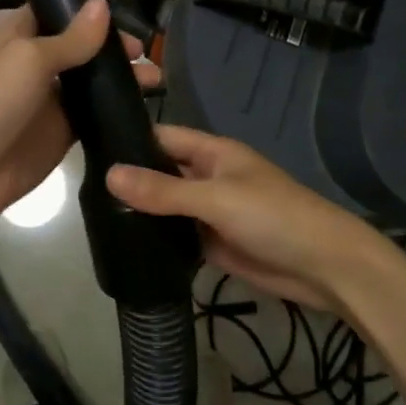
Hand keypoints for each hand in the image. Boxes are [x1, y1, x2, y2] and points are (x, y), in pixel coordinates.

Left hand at [0, 0, 159, 237]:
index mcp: (21, 35)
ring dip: (122, 77)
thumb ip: (71, 38)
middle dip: (114, 46)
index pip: (59, 10)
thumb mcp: (30, 60)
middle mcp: (38, 62)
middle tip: (146, 54)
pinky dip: (117, 109)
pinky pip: (95, 114)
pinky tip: (146, 108)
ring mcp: (52, 99)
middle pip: (83, 46)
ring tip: (155, 81)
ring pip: (93, 81)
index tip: (125, 14)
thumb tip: (103, 4)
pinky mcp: (64, 132)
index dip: (89, 9)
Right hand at [106, 126, 386, 312]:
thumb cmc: (274, 217)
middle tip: (81, 193)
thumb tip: (108, 174)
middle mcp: (208, 178)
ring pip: (167, 208)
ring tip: (91, 221)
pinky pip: (178, 237)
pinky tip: (123, 248)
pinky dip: (157, 241)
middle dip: (129, 182)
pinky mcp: (213, 244)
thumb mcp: (216, 198)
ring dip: (140, 214)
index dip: (129, 141)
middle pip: (161, 174)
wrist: (324, 267)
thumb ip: (163, 189)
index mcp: (212, 153)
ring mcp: (210, 212)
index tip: (86, 150)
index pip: (162, 137)